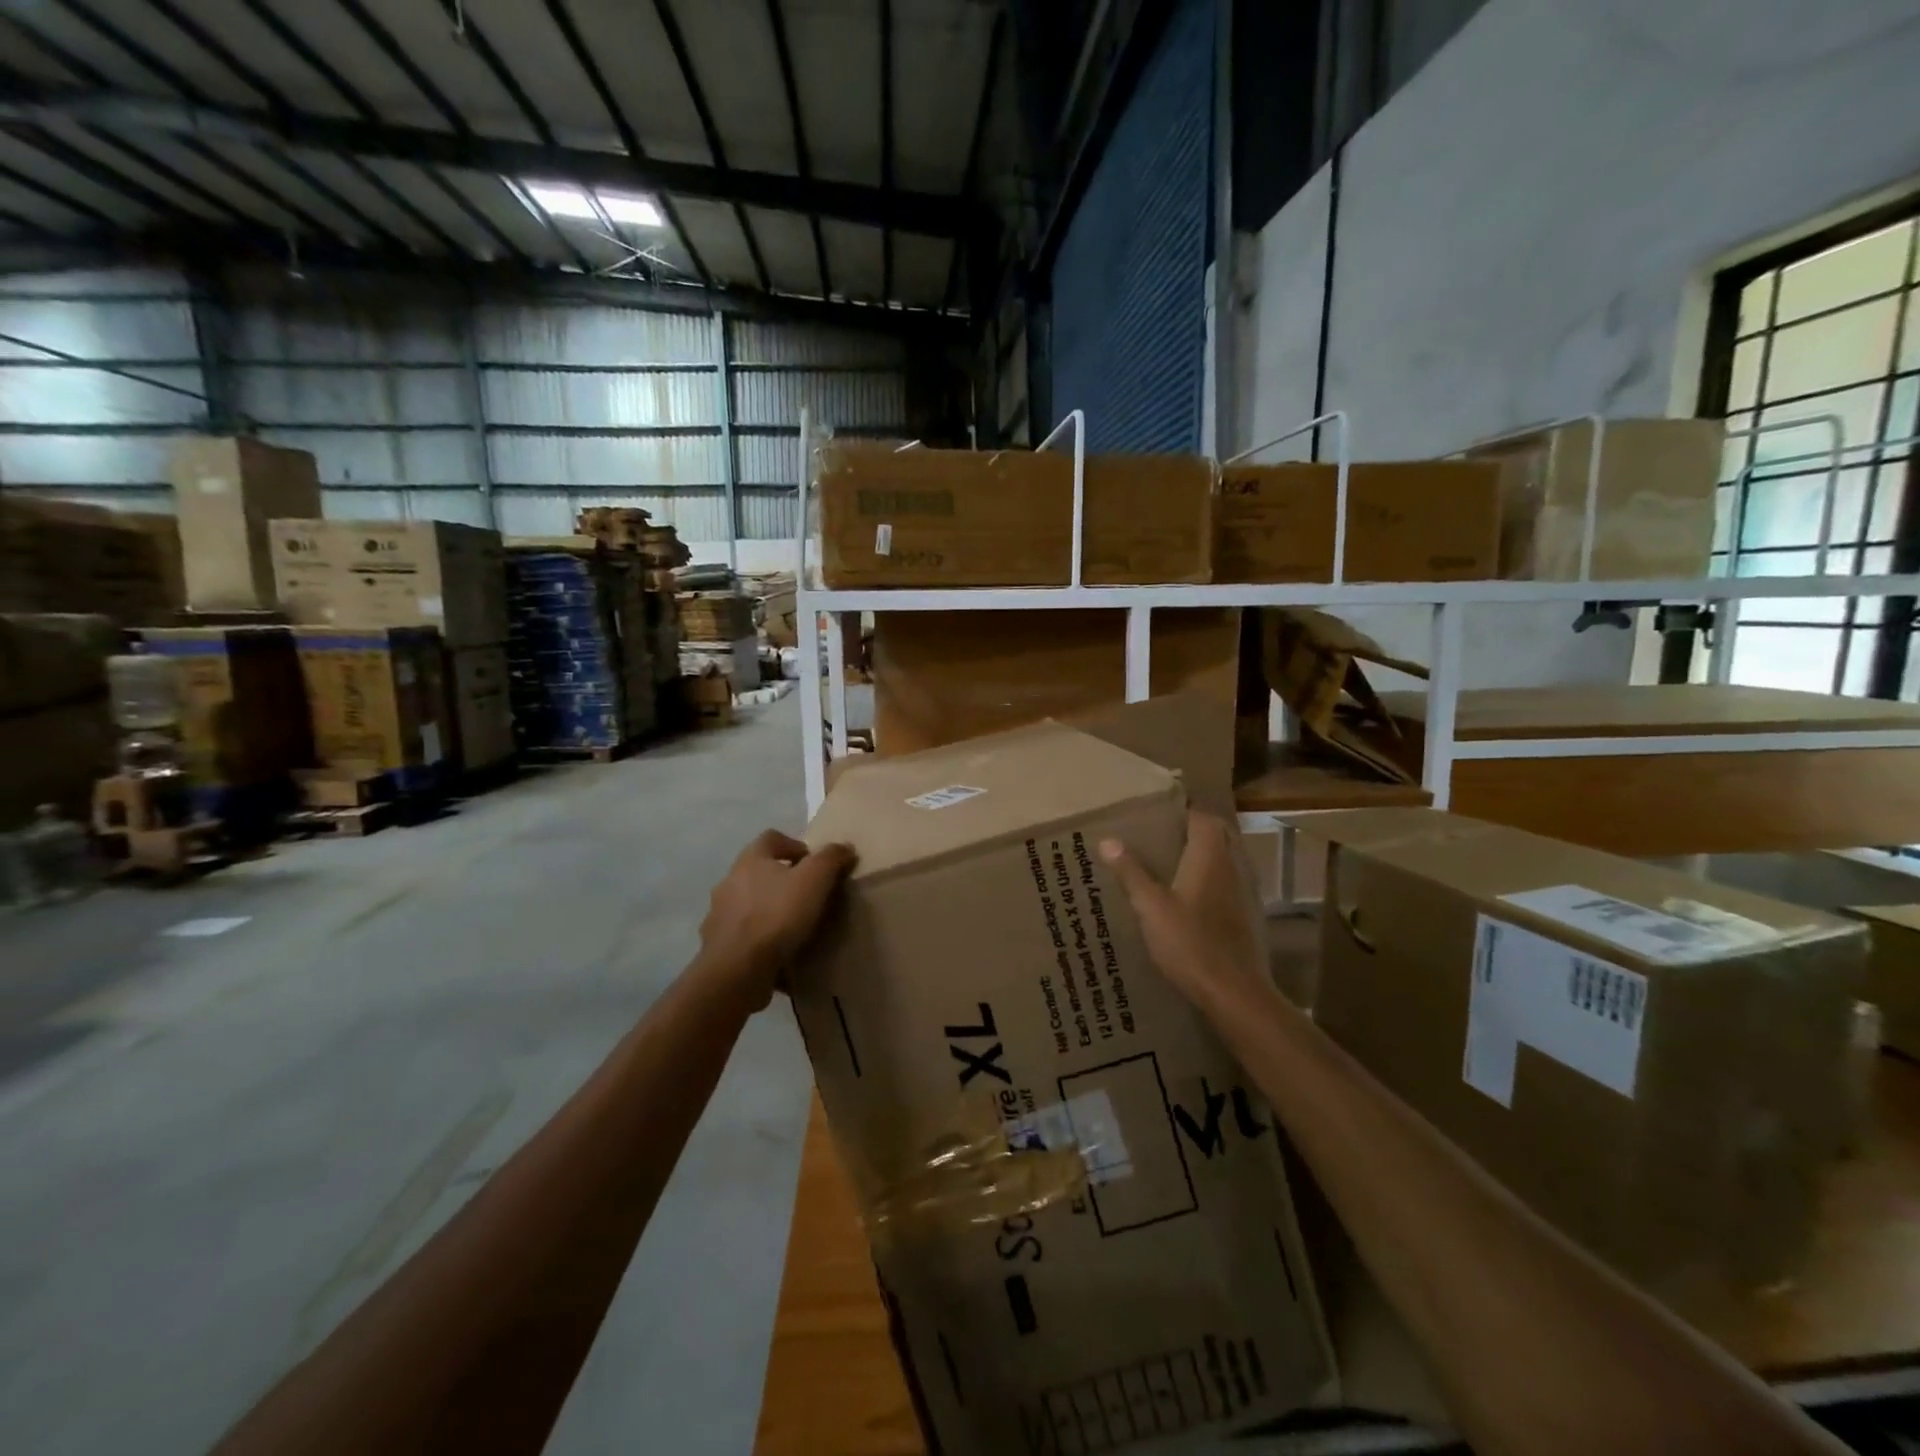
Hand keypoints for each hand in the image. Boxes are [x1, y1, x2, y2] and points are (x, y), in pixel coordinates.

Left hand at [698, 830, 855, 1006]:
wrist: (737, 969)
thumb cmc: (778, 915)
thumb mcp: (814, 880)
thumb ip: (830, 859)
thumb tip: (845, 847)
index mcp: (750, 860)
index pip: (771, 838)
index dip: (794, 845)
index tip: (813, 864)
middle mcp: (729, 882)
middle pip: (758, 871)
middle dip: (782, 880)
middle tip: (808, 895)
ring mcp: (719, 915)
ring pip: (749, 904)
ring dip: (769, 910)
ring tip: (794, 927)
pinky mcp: (718, 946)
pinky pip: (743, 936)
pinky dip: (759, 940)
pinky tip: (778, 954)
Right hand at [1100, 812, 1270, 1017]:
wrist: (1234, 992)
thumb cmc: (1190, 944)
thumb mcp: (1151, 907)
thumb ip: (1131, 872)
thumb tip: (1108, 840)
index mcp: (1210, 857)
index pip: (1203, 817)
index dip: (1182, 811)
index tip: (1157, 814)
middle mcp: (1232, 867)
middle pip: (1217, 836)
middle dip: (1192, 831)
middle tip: (1159, 837)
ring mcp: (1242, 893)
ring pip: (1224, 860)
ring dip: (1202, 856)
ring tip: (1167, 863)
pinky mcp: (1244, 916)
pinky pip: (1226, 884)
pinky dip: (1209, 880)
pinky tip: (1186, 898)